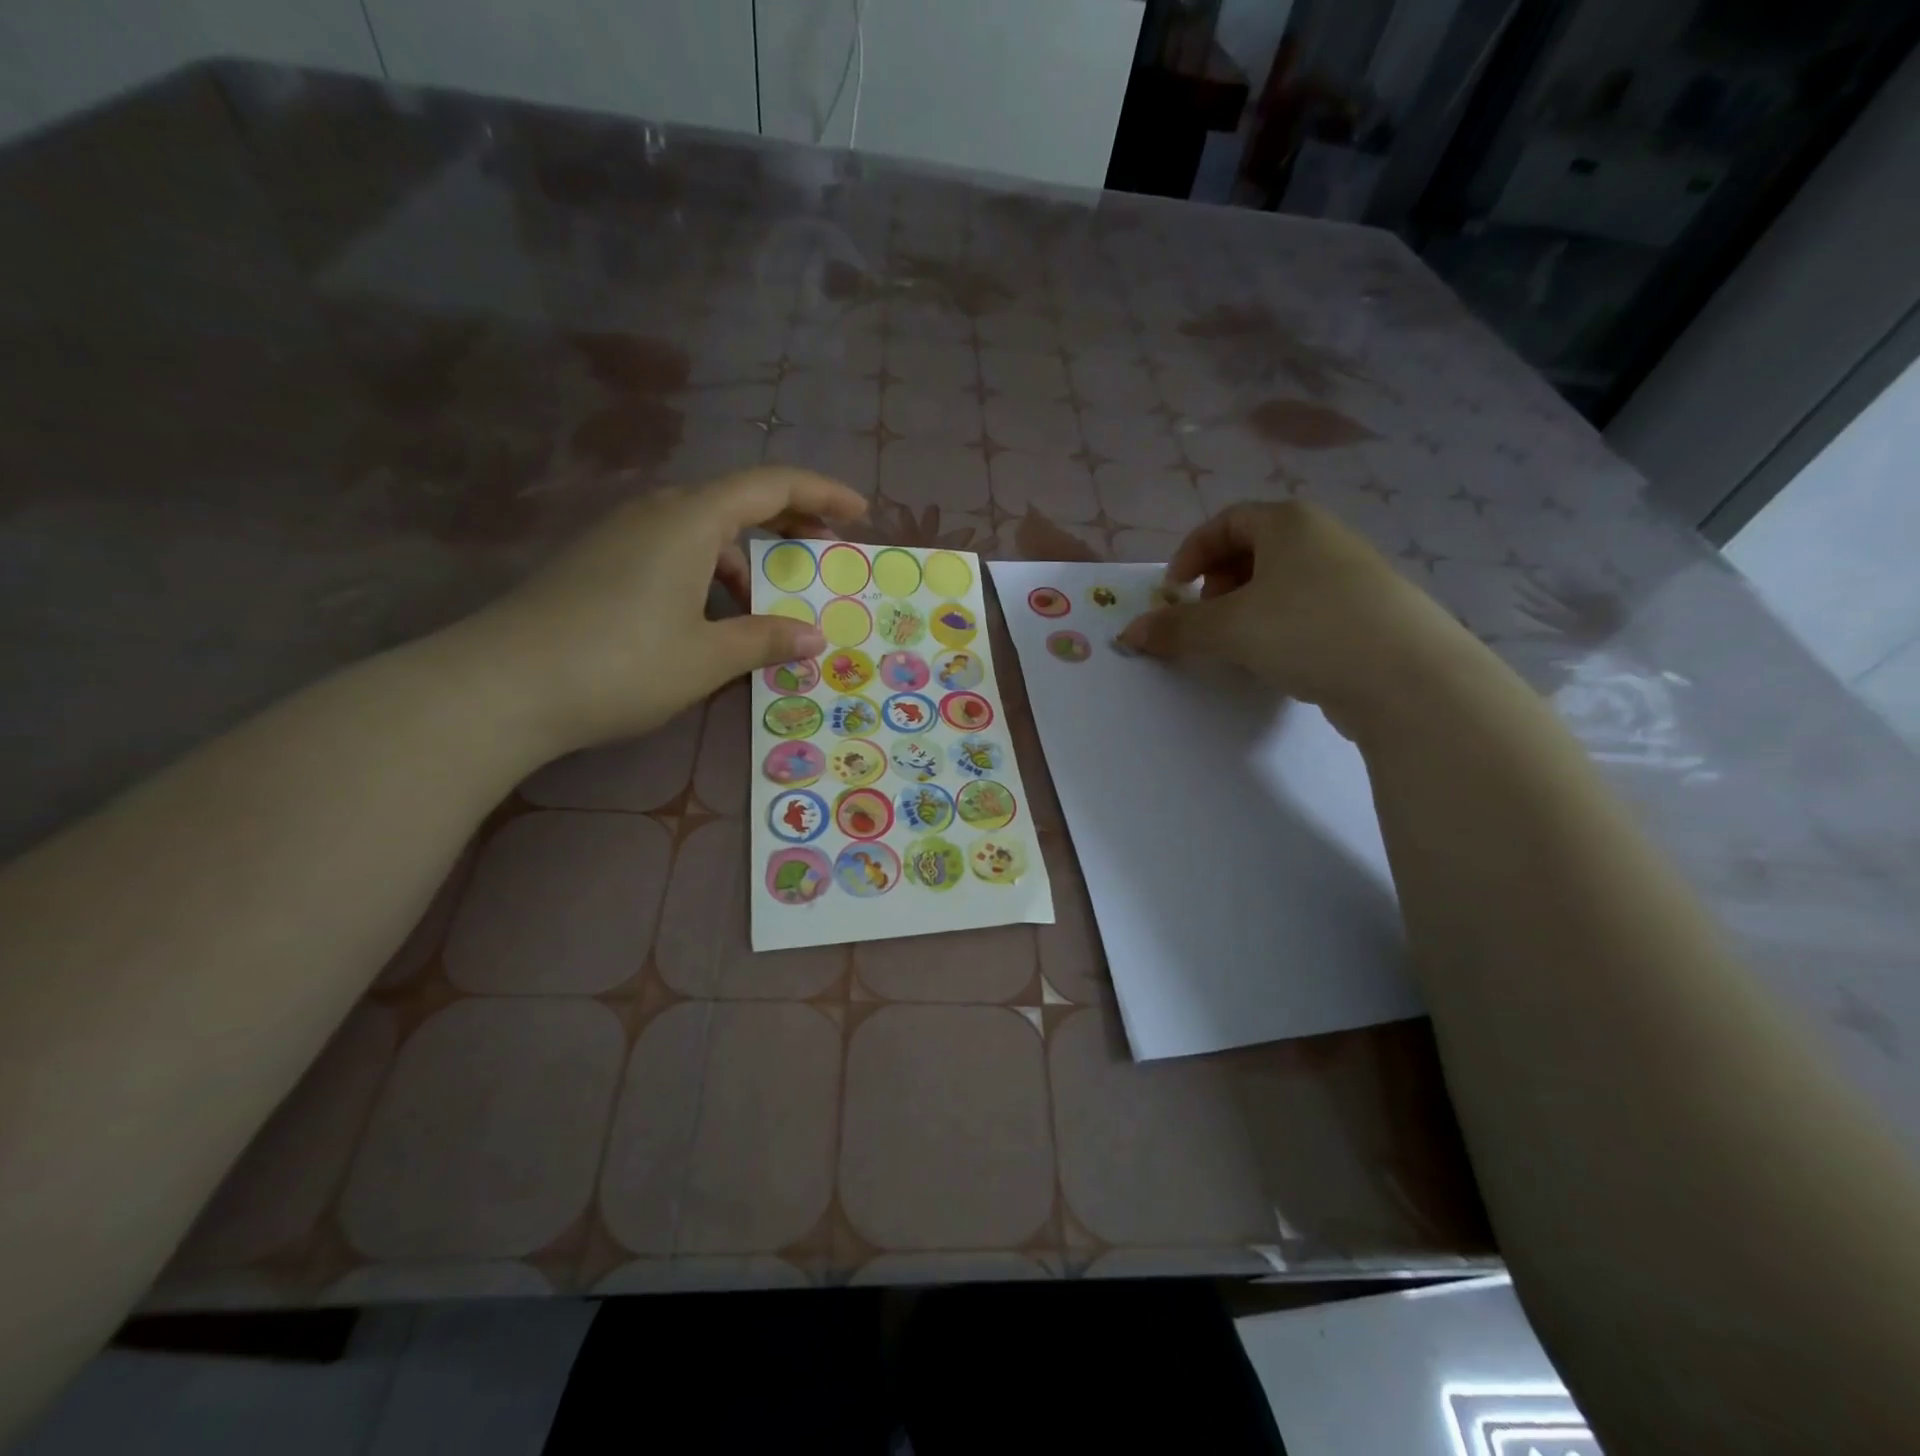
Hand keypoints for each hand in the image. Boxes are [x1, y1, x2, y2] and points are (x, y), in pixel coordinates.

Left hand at [455, 468, 866, 753]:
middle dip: (789, 522)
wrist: (502, 686)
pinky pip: (674, 552)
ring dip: (746, 558)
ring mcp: (623, 536)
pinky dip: (710, 573)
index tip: (860, 513)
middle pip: (737, 501)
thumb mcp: (707, 658)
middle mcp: (657, 513)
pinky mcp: (600, 563)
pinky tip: (714, 616)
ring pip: (703, 531)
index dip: (822, 493)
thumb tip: (814, 637)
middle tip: (827, 551)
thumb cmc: (621, 664)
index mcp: (691, 520)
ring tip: (770, 603)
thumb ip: (765, 640)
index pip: (771, 485)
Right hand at [1117, 502, 1473, 730]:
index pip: (1227, 520)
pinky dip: (1280, 626)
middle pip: (1255, 549)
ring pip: (1283, 582)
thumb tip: (1128, 634)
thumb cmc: (1307, 629)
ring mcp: (1353, 575)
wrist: (1407, 677)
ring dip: (1248, 608)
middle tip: (1205, 617)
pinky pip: (1308, 608)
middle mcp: (1324, 538)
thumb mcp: (1229, 628)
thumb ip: (1175, 628)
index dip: (1192, 552)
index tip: (1173, 591)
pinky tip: (1279, 659)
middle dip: (1219, 582)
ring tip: (1237, 644)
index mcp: (1290, 522)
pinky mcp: (1369, 614)